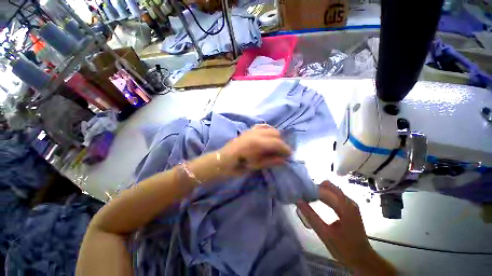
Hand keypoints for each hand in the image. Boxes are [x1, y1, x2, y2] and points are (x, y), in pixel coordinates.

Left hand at [218, 124, 290, 175]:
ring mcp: (252, 130)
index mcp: (257, 143)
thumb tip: (284, 159)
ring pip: (270, 129)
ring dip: (276, 136)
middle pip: (275, 134)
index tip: (290, 155)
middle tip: (282, 152)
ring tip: (276, 145)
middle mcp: (256, 133)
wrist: (224, 159)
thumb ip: (271, 161)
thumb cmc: (239, 165)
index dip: (285, 149)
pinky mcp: (248, 130)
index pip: (277, 143)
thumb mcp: (256, 166)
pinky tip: (269, 135)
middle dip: (281, 143)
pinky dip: (268, 129)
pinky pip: (262, 126)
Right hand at [297, 181, 395, 275]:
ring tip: (308, 198)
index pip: (324, 191)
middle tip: (304, 195)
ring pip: (331, 189)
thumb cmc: (344, 248)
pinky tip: (317, 202)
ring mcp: (350, 203)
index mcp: (345, 207)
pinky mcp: (349, 207)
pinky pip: (334, 195)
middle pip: (328, 186)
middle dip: (315, 188)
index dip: (311, 190)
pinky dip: (324, 196)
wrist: (362, 259)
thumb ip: (310, 216)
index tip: (300, 193)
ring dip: (319, 192)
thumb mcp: (325, 234)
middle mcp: (349, 201)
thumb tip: (298, 201)